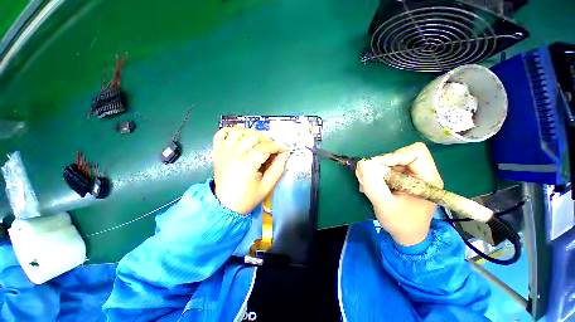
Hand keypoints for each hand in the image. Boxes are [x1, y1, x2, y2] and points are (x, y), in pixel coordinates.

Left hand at [212, 128, 288, 213]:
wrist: (224, 205)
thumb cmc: (247, 198)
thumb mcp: (267, 187)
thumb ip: (277, 169)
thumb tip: (284, 153)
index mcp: (247, 165)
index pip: (265, 147)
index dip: (277, 146)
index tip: (284, 150)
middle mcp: (234, 154)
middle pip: (253, 135)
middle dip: (266, 139)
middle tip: (271, 149)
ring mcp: (223, 152)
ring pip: (238, 131)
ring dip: (251, 133)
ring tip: (258, 142)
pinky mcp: (217, 152)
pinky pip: (221, 134)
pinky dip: (231, 131)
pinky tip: (240, 137)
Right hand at [356, 142, 442, 246]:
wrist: (406, 236)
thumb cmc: (400, 223)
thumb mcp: (384, 205)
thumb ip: (373, 185)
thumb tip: (362, 163)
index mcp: (428, 179)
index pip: (415, 153)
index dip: (394, 156)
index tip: (376, 168)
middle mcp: (423, 174)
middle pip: (401, 155)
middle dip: (381, 164)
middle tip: (368, 177)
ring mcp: (413, 176)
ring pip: (392, 161)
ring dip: (376, 170)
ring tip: (367, 184)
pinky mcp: (404, 179)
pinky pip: (388, 168)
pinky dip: (376, 174)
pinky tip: (371, 185)